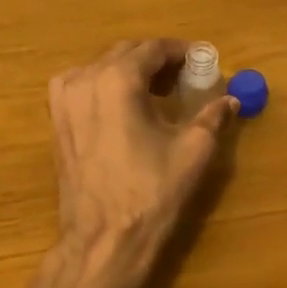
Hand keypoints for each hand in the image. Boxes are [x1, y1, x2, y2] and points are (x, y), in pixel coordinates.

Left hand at [46, 39, 237, 287]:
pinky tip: (124, 107)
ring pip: (102, 67)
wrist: (103, 239)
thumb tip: (230, 100)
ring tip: (157, 92)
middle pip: (125, 52)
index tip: (201, 62)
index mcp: (118, 79)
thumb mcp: (193, 151)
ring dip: (130, 70)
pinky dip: (105, 85)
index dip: (181, 52)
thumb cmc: (151, 193)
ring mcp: (63, 99)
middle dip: (156, 60)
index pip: (153, 49)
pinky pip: (81, 85)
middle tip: (184, 78)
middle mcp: (85, 79)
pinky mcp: (56, 120)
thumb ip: (213, 117)